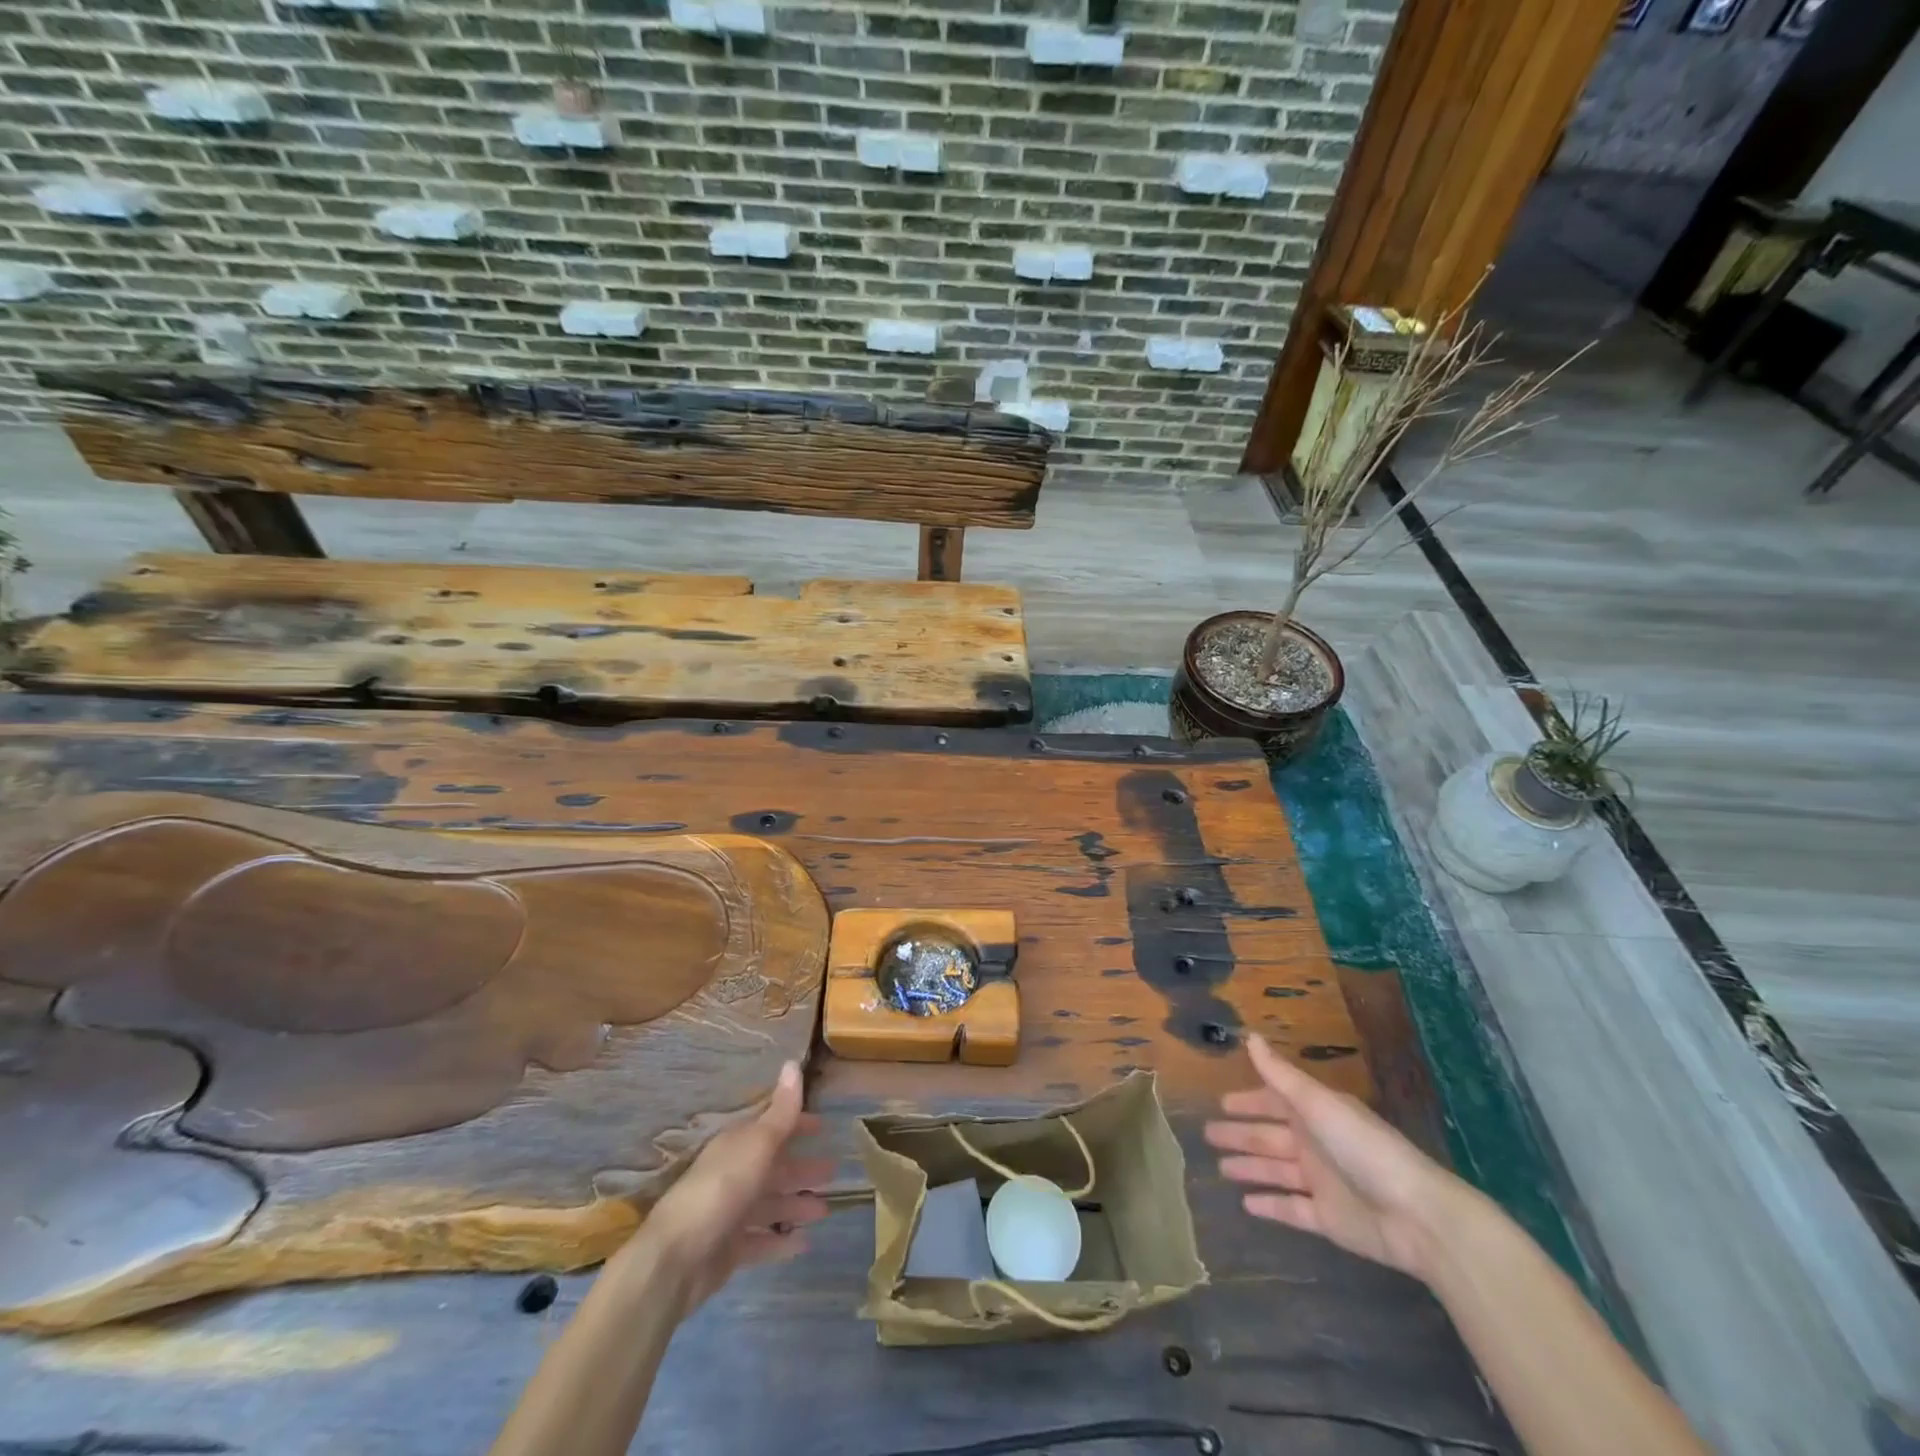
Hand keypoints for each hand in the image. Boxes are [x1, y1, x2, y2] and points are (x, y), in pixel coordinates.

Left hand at [634, 1061, 832, 1311]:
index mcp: (738, 1146)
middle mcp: (734, 1174)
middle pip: (774, 1168)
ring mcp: (730, 1213)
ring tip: (825, 1211)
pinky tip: (804, 1243)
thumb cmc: (720, 1190)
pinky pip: (761, 1240)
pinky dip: (781, 1242)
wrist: (675, 1259)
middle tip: (833, 1173)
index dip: (797, 1125)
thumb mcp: (757, 1144)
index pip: (772, 1127)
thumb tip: (792, 1062)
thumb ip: (781, 1111)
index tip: (823, 1127)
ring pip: (770, 1204)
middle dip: (802, 1169)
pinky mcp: (729, 1250)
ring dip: (796, 1205)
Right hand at [1204, 1034, 1462, 1280]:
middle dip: (1240, 1133)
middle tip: (1207, 1134)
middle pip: (1269, 1136)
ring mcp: (1321, 1183)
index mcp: (1316, 1113)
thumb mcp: (1318, 1104)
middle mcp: (1315, 1144)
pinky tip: (1246, 1205)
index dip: (1249, 1101)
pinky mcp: (1327, 1218)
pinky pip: (1291, 1209)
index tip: (1221, 1102)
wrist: (1416, 1216)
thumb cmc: (1364, 1149)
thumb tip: (1249, 1036)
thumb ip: (1280, 1074)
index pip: (1274, 1101)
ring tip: (1219, 1168)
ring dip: (1249, 1168)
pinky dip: (1271, 1205)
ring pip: (1275, 1171)